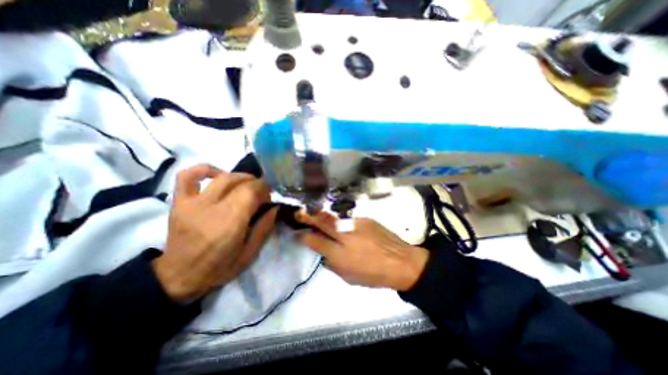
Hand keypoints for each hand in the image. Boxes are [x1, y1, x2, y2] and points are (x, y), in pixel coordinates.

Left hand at [153, 163, 275, 301]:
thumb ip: (265, 227)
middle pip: (239, 182)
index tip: (271, 195)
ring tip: (247, 185)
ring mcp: (192, 203)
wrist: (178, 277)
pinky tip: (218, 175)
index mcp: (229, 223)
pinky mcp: (179, 202)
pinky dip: (205, 169)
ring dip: (241, 177)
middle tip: (262, 193)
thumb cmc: (219, 267)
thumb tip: (275, 206)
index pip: (251, 191)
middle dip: (256, 183)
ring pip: (222, 177)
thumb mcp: (250, 253)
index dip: (265, 188)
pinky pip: (188, 176)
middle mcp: (210, 208)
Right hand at [296, 212, 427, 290]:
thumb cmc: (374, 275)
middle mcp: (346, 237)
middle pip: (323, 224)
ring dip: (323, 216)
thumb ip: (333, 265)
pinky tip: (344, 225)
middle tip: (299, 213)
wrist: (401, 262)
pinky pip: (349, 219)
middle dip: (309, 217)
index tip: (298, 233)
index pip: (316, 242)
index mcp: (340, 255)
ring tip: (315, 214)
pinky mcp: (365, 219)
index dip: (305, 237)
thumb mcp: (350, 278)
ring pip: (334, 218)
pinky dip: (342, 222)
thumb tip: (324, 255)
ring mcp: (356, 225)